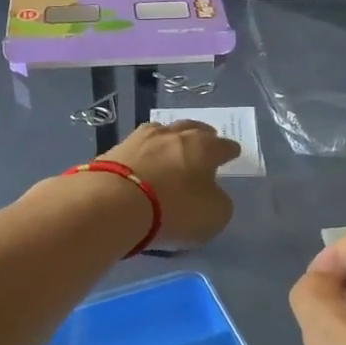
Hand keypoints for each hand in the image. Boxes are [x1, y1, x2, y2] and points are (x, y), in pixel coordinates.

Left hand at [101, 120, 239, 249]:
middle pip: (191, 129)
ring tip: (172, 147)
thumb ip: (218, 202)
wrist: (113, 204)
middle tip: (206, 139)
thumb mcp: (213, 215)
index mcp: (204, 147)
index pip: (223, 146)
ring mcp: (140, 139)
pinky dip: (144, 154)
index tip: (232, 153)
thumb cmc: (174, 209)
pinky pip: (136, 149)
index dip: (229, 151)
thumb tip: (211, 195)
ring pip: (161, 132)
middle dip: (202, 134)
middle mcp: (173, 135)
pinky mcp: (113, 151)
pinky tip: (143, 160)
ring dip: (170, 139)